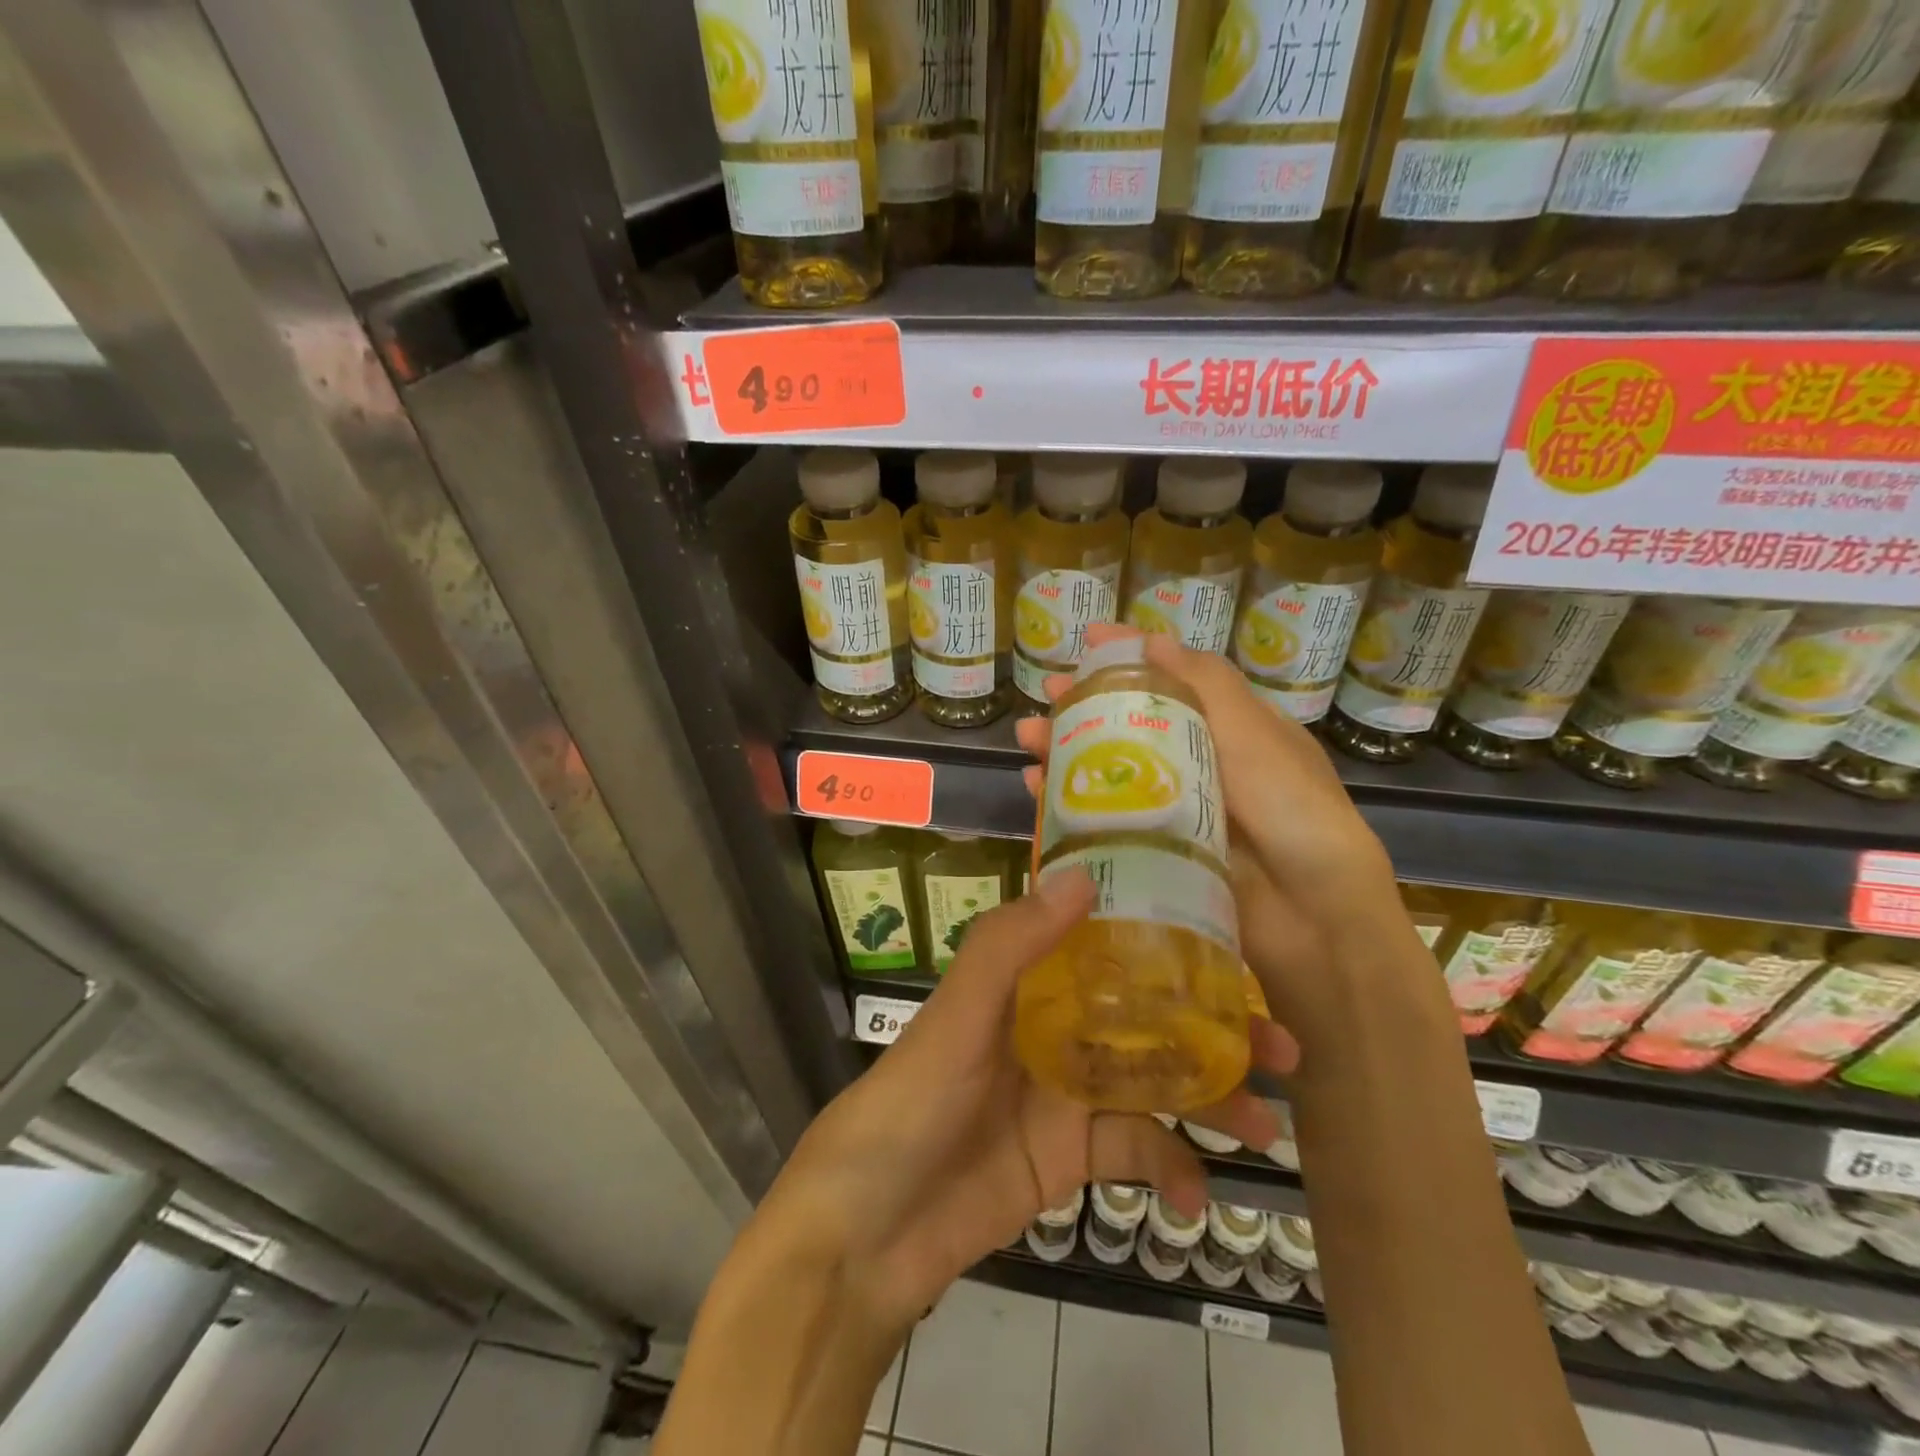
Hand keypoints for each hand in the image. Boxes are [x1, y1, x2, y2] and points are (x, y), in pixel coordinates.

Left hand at [764, 870, 1298, 1329]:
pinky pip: (1136, 1154)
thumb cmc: (911, 1102)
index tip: (1237, 942)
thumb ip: (1010, 945)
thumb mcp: (957, 1016)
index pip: (1107, 943)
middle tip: (1285, 1046)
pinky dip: (1169, 1171)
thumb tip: (1080, 874)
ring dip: (1211, 1100)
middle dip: (1214, 1026)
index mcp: (1028, 980)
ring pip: (1155, 1083)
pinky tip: (1192, 1197)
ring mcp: (1067, 1094)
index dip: (1168, 937)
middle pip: (1148, 1015)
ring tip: (1265, 1125)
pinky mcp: (1072, 1158)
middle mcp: (1054, 1026)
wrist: (870, 1229)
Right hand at [1015, 624, 1422, 1049]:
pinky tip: (1035, 790)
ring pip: (1111, 769)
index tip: (1087, 640)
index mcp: (1231, 730)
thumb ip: (1207, 686)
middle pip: (1132, 724)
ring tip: (1026, 738)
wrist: (1313, 918)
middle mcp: (1200, 764)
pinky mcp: (1154, 851)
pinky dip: (1069, 802)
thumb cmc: (1292, 810)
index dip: (1130, 656)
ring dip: (1067, 750)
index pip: (1174, 679)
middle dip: (1085, 705)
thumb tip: (1152, 640)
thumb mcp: (1257, 736)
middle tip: (1044, 694)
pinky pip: (1104, 818)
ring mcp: (1175, 810)